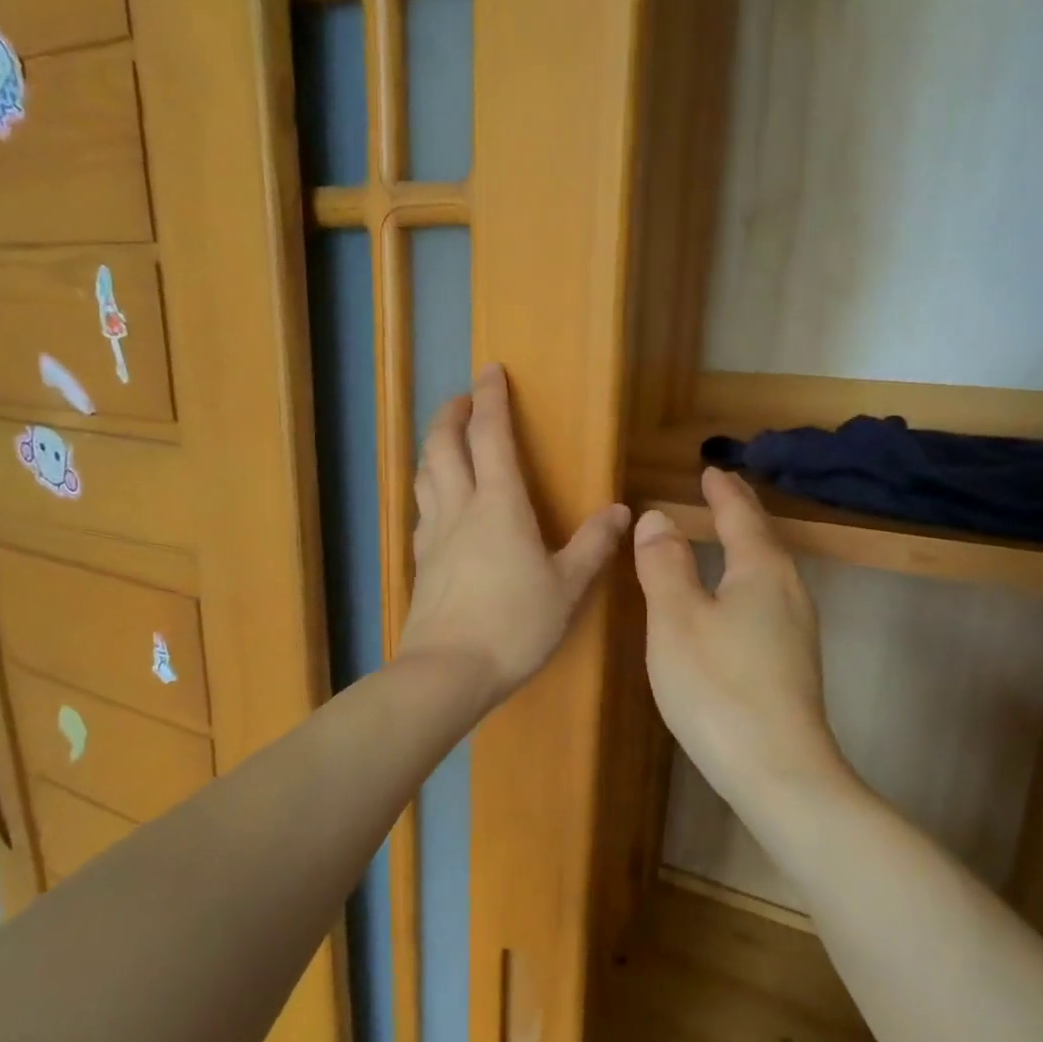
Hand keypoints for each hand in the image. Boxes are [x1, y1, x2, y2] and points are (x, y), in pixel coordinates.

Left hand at [399, 364, 630, 705]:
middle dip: (451, 413)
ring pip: (425, 473)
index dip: (490, 399)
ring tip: (445, 440)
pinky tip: (437, 501)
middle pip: (444, 445)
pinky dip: (429, 488)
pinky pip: (422, 509)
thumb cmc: (516, 625)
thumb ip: (593, 546)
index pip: (491, 435)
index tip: (490, 370)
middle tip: (462, 398)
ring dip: (433, 446)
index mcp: (499, 504)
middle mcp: (460, 508)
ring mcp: (434, 534)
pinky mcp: (421, 561)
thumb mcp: (568, 587)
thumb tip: (621, 512)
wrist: (450, 671)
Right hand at [633, 468, 847, 803]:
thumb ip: (663, 565)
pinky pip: (768, 600)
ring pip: (769, 571)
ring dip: (747, 546)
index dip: (723, 492)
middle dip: (741, 513)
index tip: (710, 470)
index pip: (741, 515)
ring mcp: (797, 630)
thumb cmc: (718, 687)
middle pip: (763, 539)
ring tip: (726, 537)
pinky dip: (748, 580)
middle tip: (720, 494)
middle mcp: (789, 591)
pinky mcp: (793, 662)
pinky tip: (734, 600)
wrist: (777, 771)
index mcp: (762, 570)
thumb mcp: (676, 619)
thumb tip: (656, 518)